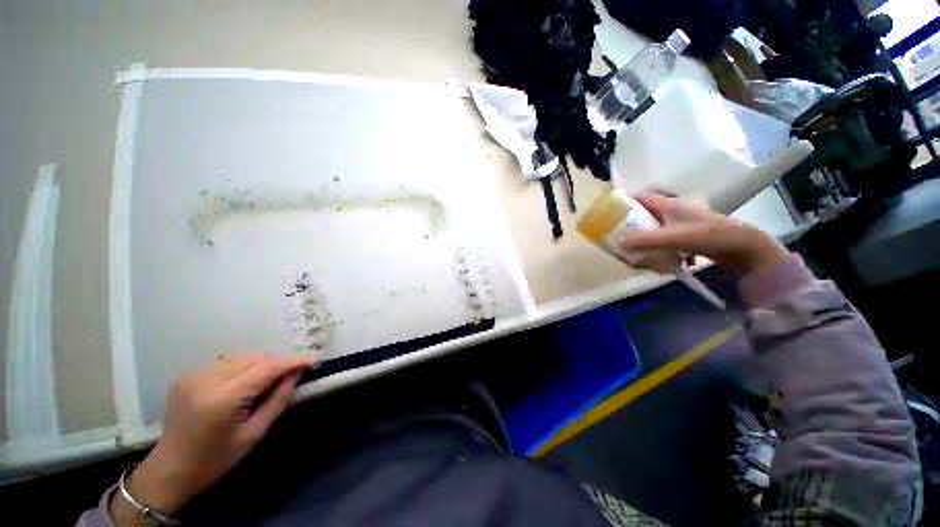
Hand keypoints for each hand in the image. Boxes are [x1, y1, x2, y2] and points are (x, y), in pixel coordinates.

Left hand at [114, 353, 314, 520]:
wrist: (170, 469)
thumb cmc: (216, 459)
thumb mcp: (254, 433)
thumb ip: (278, 400)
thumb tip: (296, 374)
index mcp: (223, 397)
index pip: (266, 368)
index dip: (292, 361)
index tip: (312, 360)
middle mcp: (207, 379)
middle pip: (254, 358)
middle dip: (278, 362)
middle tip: (293, 373)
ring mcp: (193, 375)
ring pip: (241, 357)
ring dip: (262, 364)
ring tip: (271, 378)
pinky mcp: (187, 375)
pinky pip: (226, 363)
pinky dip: (243, 367)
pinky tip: (246, 382)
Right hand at [617, 193, 788, 275]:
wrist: (745, 247)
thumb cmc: (711, 234)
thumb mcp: (676, 236)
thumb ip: (646, 239)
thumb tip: (617, 243)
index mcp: (667, 204)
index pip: (639, 197)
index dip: (623, 203)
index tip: (608, 216)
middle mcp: (670, 212)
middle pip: (641, 216)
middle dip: (628, 228)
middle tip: (617, 241)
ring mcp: (678, 225)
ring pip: (651, 230)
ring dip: (641, 242)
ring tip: (633, 255)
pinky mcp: (684, 238)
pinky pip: (661, 242)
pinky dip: (654, 250)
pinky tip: (654, 262)